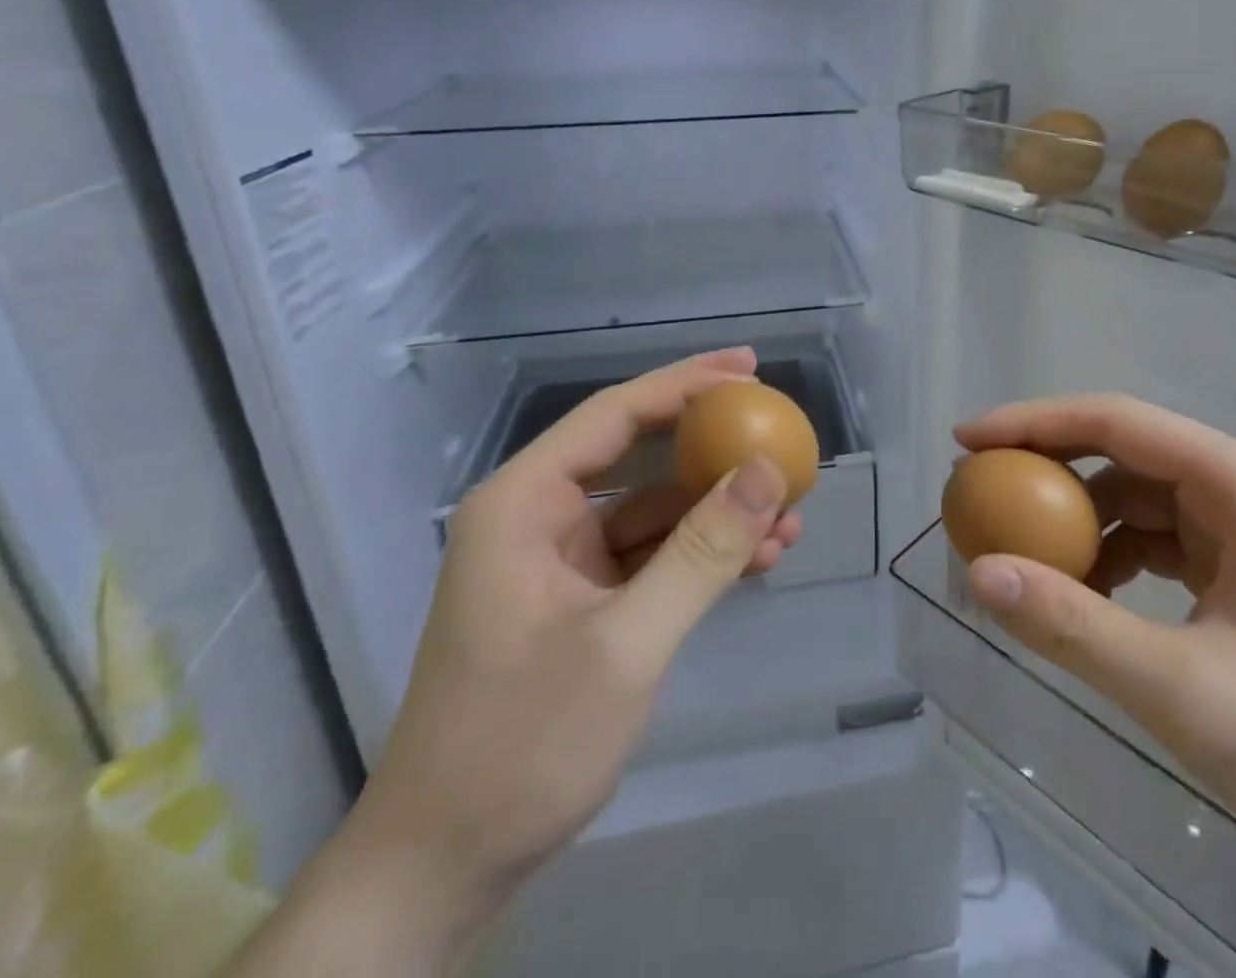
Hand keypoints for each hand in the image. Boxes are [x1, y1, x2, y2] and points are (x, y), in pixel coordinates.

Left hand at [229, 349, 798, 976]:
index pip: (615, 415)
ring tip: (790, 513)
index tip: (749, 368)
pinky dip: (703, 554)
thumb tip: (769, 471)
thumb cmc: (522, 744)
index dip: (686, 384)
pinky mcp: (583, 601)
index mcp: (524, 502)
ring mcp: (563, 562)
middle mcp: (540, 518)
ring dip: (719, 510)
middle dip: (711, 444)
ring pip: (655, 510)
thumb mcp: (627, 643)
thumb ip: (702, 551)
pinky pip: (654, 556)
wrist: (446, 867)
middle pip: (638, 453)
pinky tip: (759, 558)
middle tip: (777, 426)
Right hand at [957, 396, 1235, 976]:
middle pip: (1127, 451)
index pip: (1116, 421)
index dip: (1031, 423)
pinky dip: (1118, 557)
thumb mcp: (1185, 693)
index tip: (965, 443)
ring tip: (1026, 557)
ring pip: (1143, 497)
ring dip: (1082, 521)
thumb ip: (1074, 628)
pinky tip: (1091, 597)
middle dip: (1049, 470)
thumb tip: (979, 572)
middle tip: (982, 498)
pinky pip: (1167, 539)